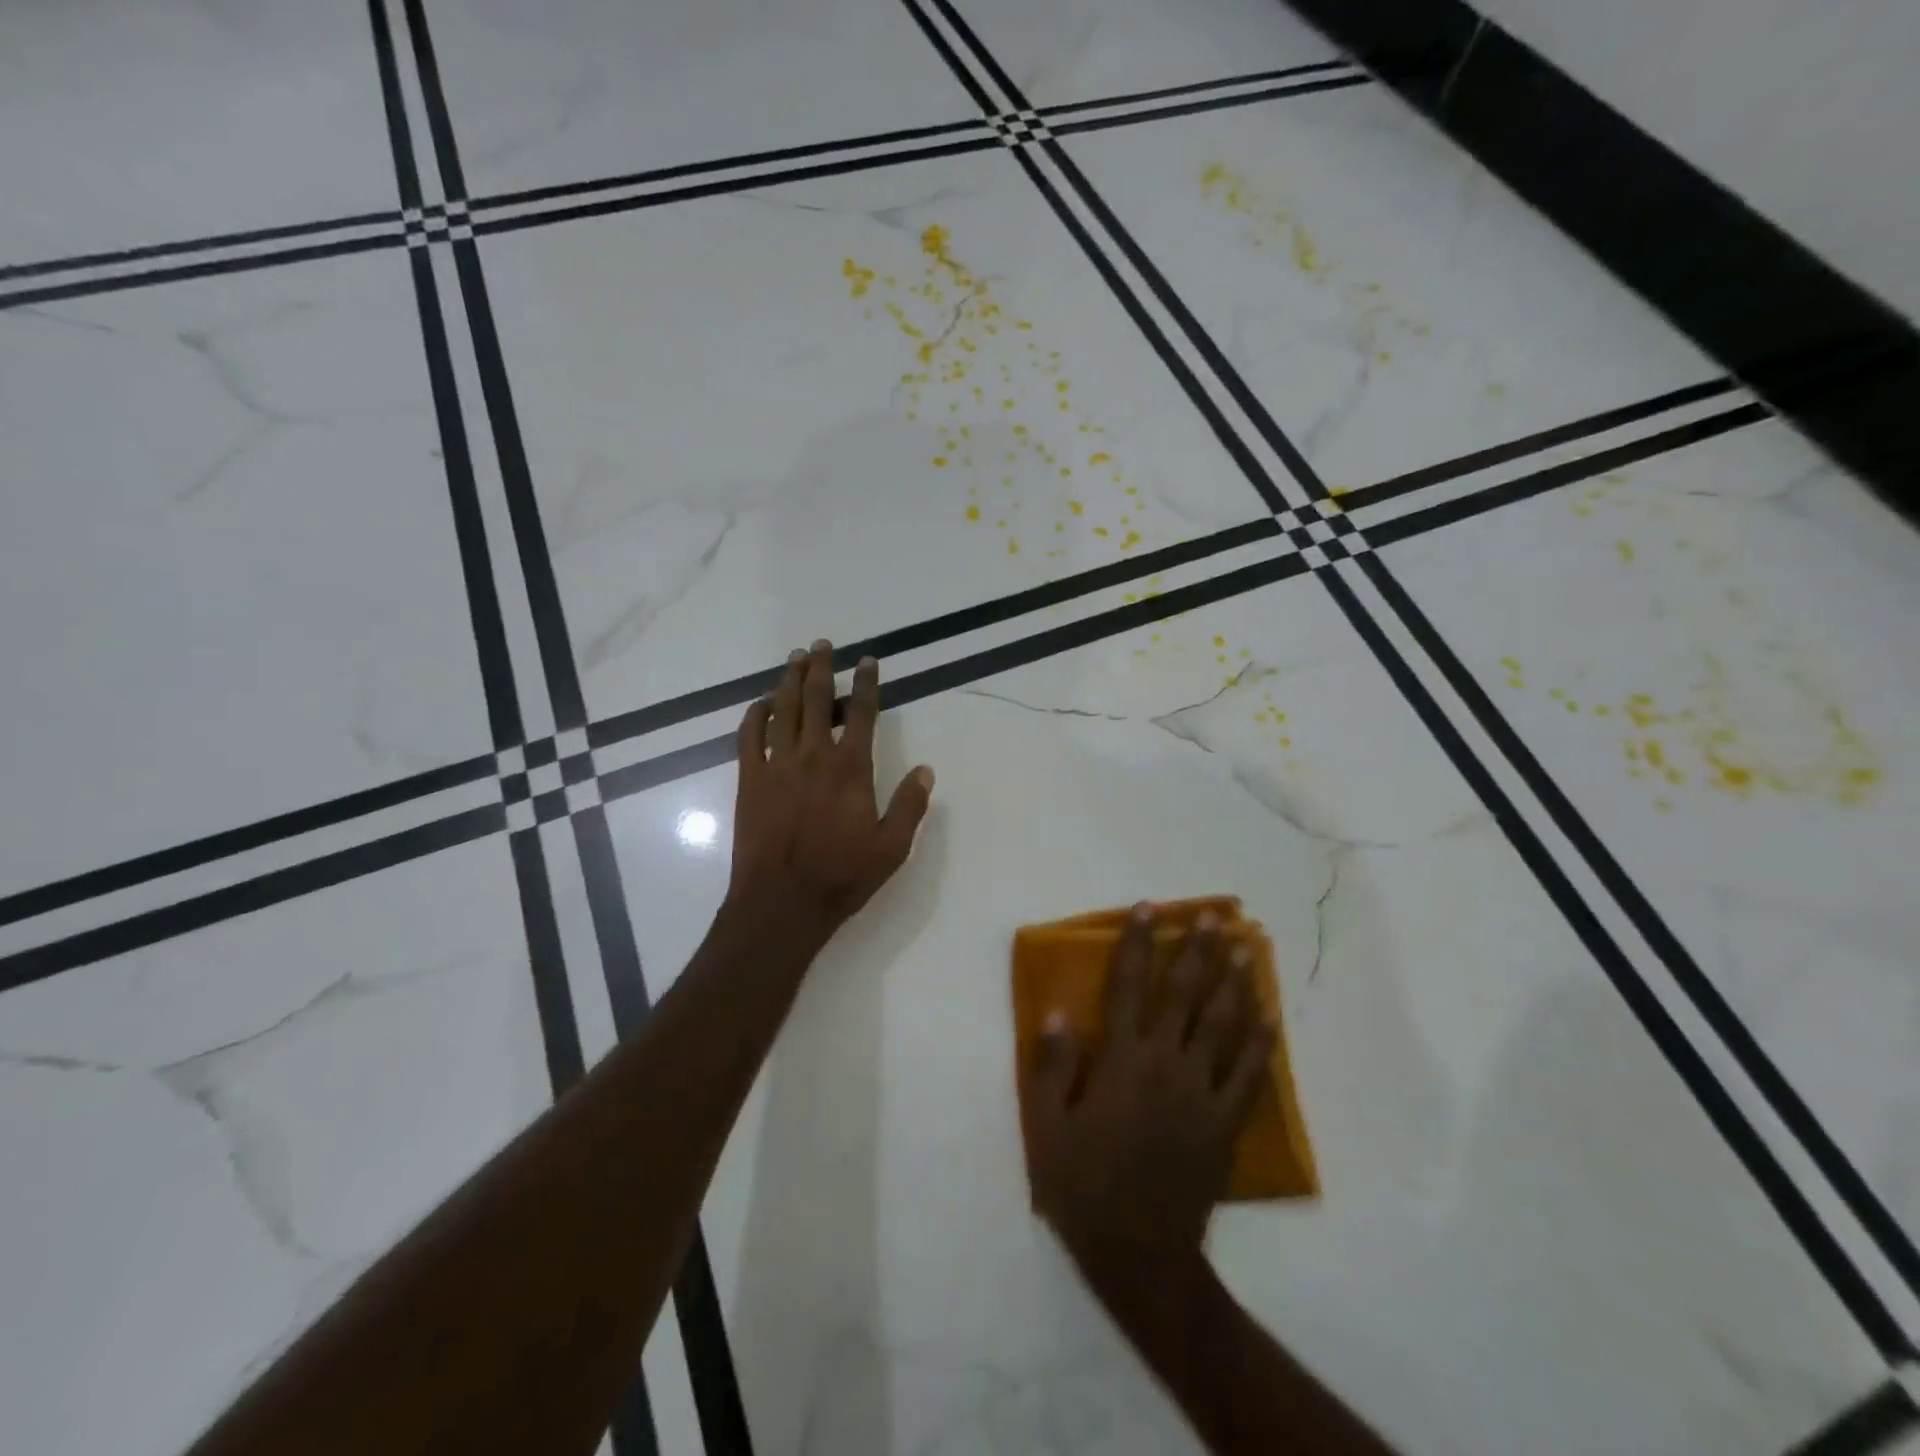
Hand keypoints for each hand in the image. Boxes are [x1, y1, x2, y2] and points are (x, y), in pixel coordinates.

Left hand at [728, 639, 934, 945]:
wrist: (782, 902)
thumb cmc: (841, 877)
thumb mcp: (892, 848)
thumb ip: (910, 806)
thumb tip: (926, 770)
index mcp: (851, 769)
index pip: (861, 713)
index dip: (866, 683)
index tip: (867, 661)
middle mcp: (813, 756)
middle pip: (816, 699)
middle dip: (820, 668)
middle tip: (821, 645)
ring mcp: (777, 766)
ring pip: (782, 710)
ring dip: (789, 681)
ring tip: (794, 658)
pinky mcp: (749, 781)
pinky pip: (749, 737)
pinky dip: (755, 715)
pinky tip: (761, 704)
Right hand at [1028, 905, 1274, 1300]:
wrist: (1140, 1255)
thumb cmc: (1084, 1187)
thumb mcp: (1048, 1129)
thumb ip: (1053, 1068)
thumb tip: (1059, 1011)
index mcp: (1121, 1062)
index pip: (1127, 987)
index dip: (1136, 944)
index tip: (1147, 908)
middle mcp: (1164, 1065)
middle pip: (1183, 995)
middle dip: (1196, 950)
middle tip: (1212, 914)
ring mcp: (1201, 1094)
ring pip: (1222, 1025)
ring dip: (1233, 982)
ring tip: (1244, 946)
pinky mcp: (1224, 1123)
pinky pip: (1248, 1074)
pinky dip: (1261, 1042)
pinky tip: (1270, 1016)